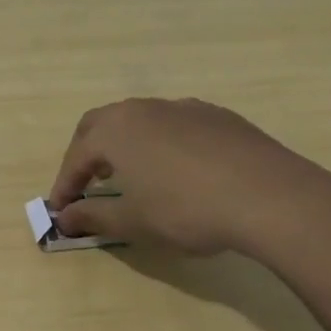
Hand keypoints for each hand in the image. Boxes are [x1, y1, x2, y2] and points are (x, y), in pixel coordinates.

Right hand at [48, 98, 330, 265]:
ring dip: (125, 144)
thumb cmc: (187, 210)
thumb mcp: (133, 222)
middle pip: (100, 125)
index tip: (61, 209)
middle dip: (87, 153)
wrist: (269, 196)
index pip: (75, 157)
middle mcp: (141, 109)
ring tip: (132, 174)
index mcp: (114, 131)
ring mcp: (180, 107)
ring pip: (139, 120)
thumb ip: (93, 217)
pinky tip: (179, 169)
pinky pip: (174, 124)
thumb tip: (64, 217)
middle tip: (87, 183)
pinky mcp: (216, 115)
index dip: (65, 184)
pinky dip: (162, 143)